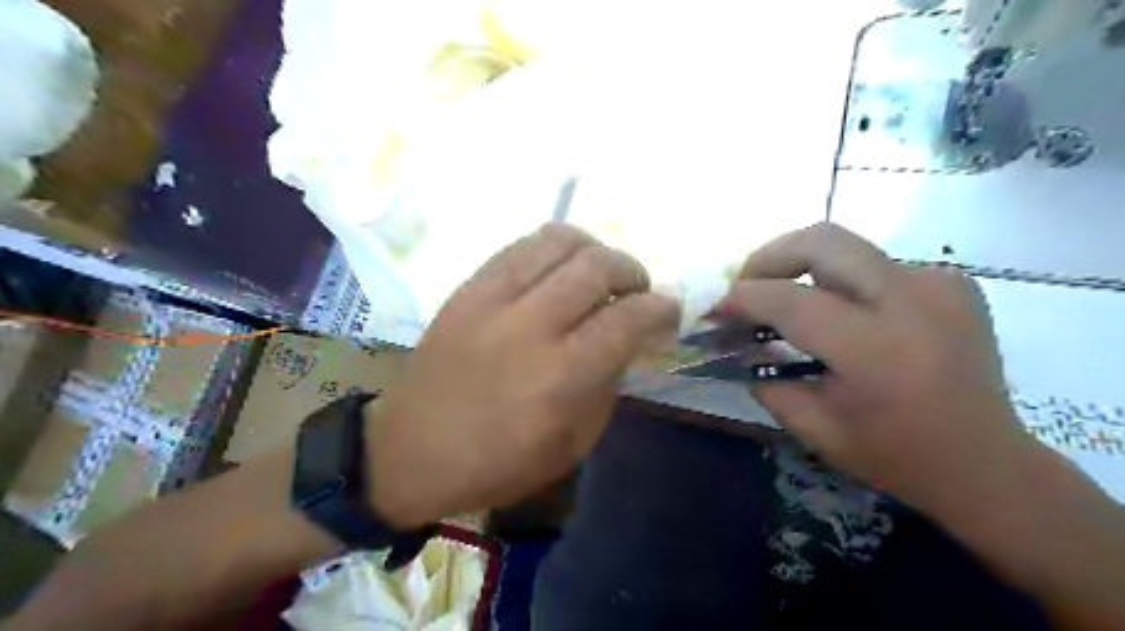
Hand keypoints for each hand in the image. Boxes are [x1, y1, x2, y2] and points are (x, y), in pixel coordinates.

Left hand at [364, 222, 676, 527]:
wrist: (407, 451)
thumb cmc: (494, 464)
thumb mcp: (569, 447)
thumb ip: (605, 388)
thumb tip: (625, 343)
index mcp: (560, 377)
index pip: (627, 319)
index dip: (661, 308)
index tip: (670, 311)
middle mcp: (530, 326)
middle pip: (598, 266)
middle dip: (633, 271)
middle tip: (637, 292)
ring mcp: (492, 299)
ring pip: (559, 241)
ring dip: (595, 249)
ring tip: (600, 273)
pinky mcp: (467, 288)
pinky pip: (520, 246)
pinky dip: (553, 248)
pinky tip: (559, 269)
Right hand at [721, 225, 1036, 513]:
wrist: (987, 463)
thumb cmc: (895, 455)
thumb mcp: (814, 428)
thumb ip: (766, 379)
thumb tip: (738, 341)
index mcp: (876, 351)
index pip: (790, 301)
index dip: (743, 297)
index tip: (716, 308)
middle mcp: (912, 302)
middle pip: (822, 241)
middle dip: (769, 256)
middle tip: (747, 285)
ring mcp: (938, 284)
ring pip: (846, 246)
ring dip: (802, 267)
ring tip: (785, 298)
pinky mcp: (951, 282)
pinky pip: (876, 264)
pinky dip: (843, 281)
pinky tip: (842, 313)